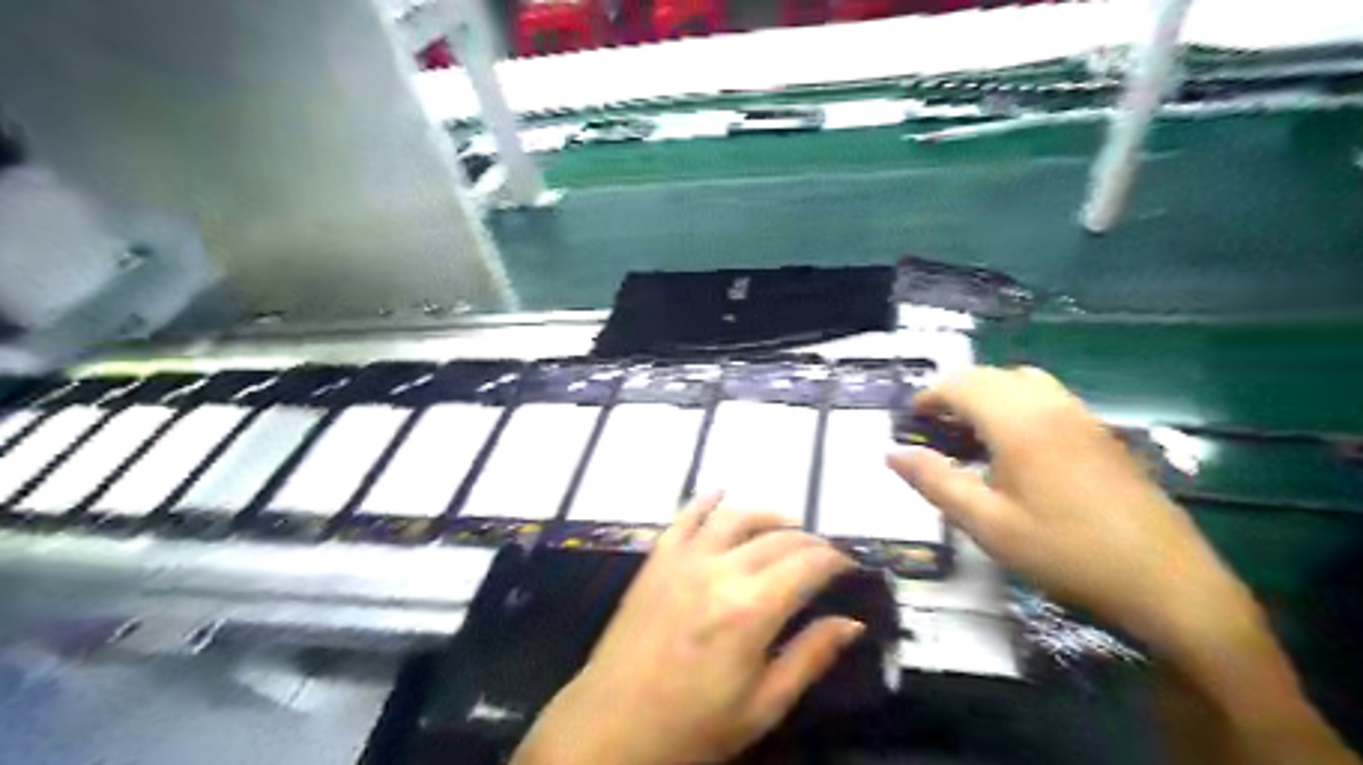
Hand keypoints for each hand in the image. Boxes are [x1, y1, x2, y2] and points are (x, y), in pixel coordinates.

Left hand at [517, 492, 854, 764]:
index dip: (836, 561)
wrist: (611, 727)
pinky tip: (722, 494)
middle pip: (778, 538)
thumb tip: (852, 624)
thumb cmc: (692, 727)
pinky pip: (684, 518)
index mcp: (751, 610)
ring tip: (788, 523)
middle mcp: (720, 571)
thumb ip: (809, 657)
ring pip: (735, 517)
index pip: (808, 565)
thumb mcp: (761, 706)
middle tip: (825, 555)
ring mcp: (684, 560)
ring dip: (767, 514)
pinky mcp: (657, 560)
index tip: (850, 567)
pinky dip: (706, 502)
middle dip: (810, 542)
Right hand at [891, 367, 1247, 642]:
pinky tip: (1015, 448)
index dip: (930, 395)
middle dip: (956, 392)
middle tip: (933, 427)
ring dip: (989, 394)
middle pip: (993, 375)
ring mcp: (1083, 417)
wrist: (1167, 582)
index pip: (963, 385)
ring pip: (1024, 381)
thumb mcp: (987, 524)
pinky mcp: (1102, 434)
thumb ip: (936, 482)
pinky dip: (1018, 404)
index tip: (909, 420)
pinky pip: (1049, 398)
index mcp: (1019, 423)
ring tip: (970, 433)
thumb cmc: (1065, 551)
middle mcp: (1051, 406)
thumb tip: (893, 454)